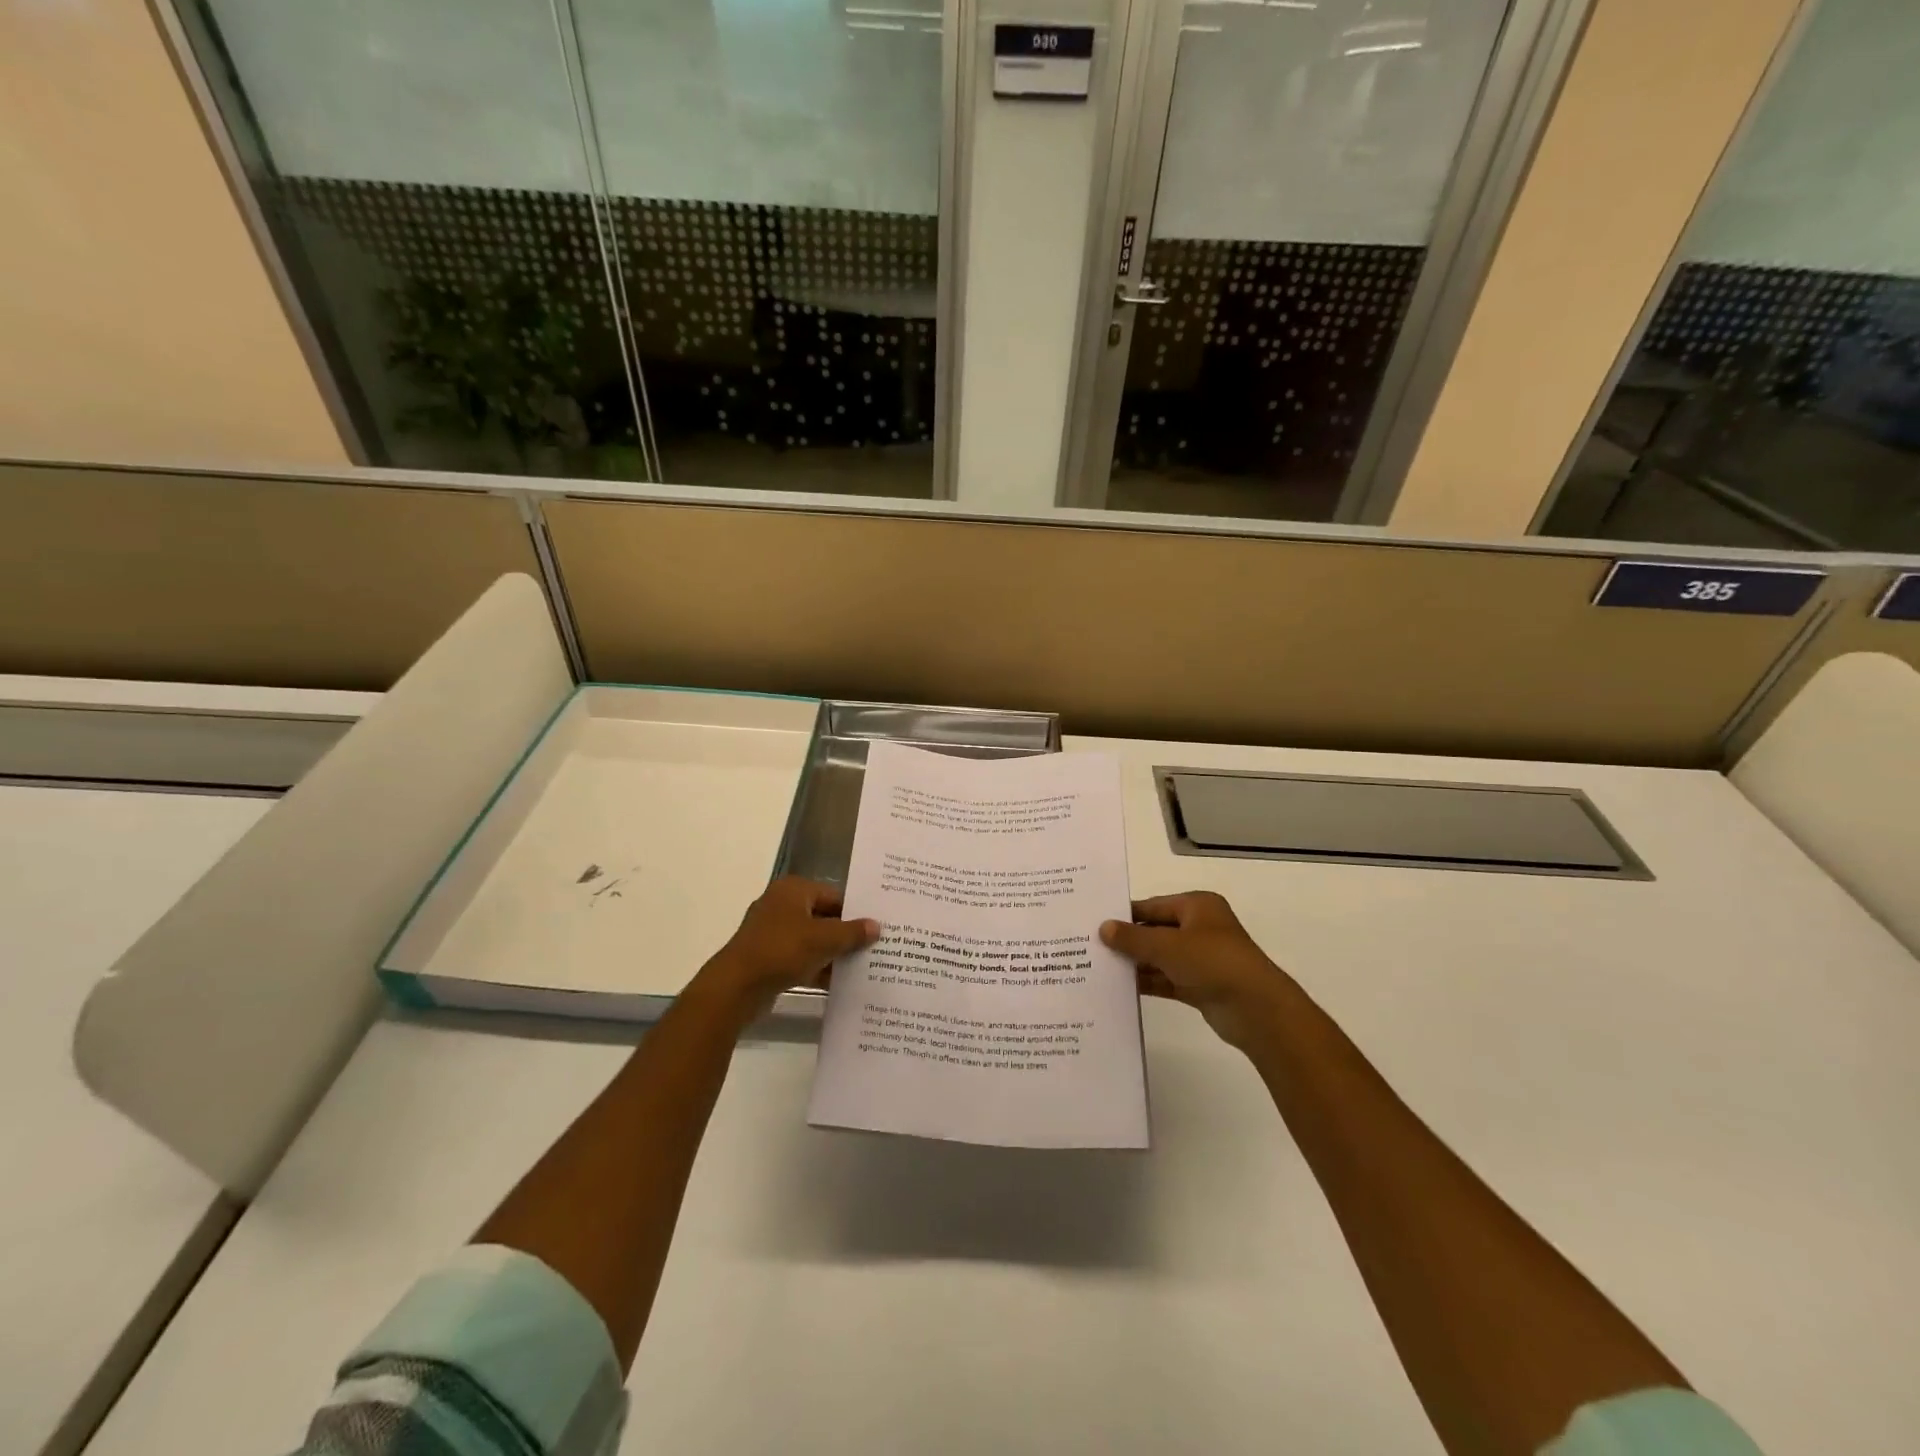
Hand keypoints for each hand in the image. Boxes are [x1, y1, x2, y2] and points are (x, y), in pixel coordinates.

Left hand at [692, 877, 878, 1020]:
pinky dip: (817, 967)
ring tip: (863, 967)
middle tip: (875, 947)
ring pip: (812, 940)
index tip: (878, 927)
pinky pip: (800, 958)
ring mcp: (772, 933)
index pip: (834, 895)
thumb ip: (852, 932)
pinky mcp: (768, 958)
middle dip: (846, 934)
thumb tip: (876, 926)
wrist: (736, 987)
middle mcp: (782, 905)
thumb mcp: (824, 939)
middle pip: (824, 917)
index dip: (856, 911)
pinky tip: (839, 983)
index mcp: (793, 890)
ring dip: (833, 953)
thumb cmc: (782, 951)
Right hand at [1100, 892, 1292, 1049]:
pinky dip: (1147, 982)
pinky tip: (1119, 988)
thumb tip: (1103, 928)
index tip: (1093, 923)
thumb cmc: (1212, 962)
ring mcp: (1201, 959)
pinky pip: (1166, 979)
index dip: (1124, 915)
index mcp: (1197, 906)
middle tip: (1090, 947)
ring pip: (1159, 957)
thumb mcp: (1167, 945)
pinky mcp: (1200, 986)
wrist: (1256, 1009)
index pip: (1151, 906)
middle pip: (1155, 931)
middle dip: (1127, 941)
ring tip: (1098, 968)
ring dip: (1135, 963)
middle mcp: (1199, 928)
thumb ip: (1133, 938)